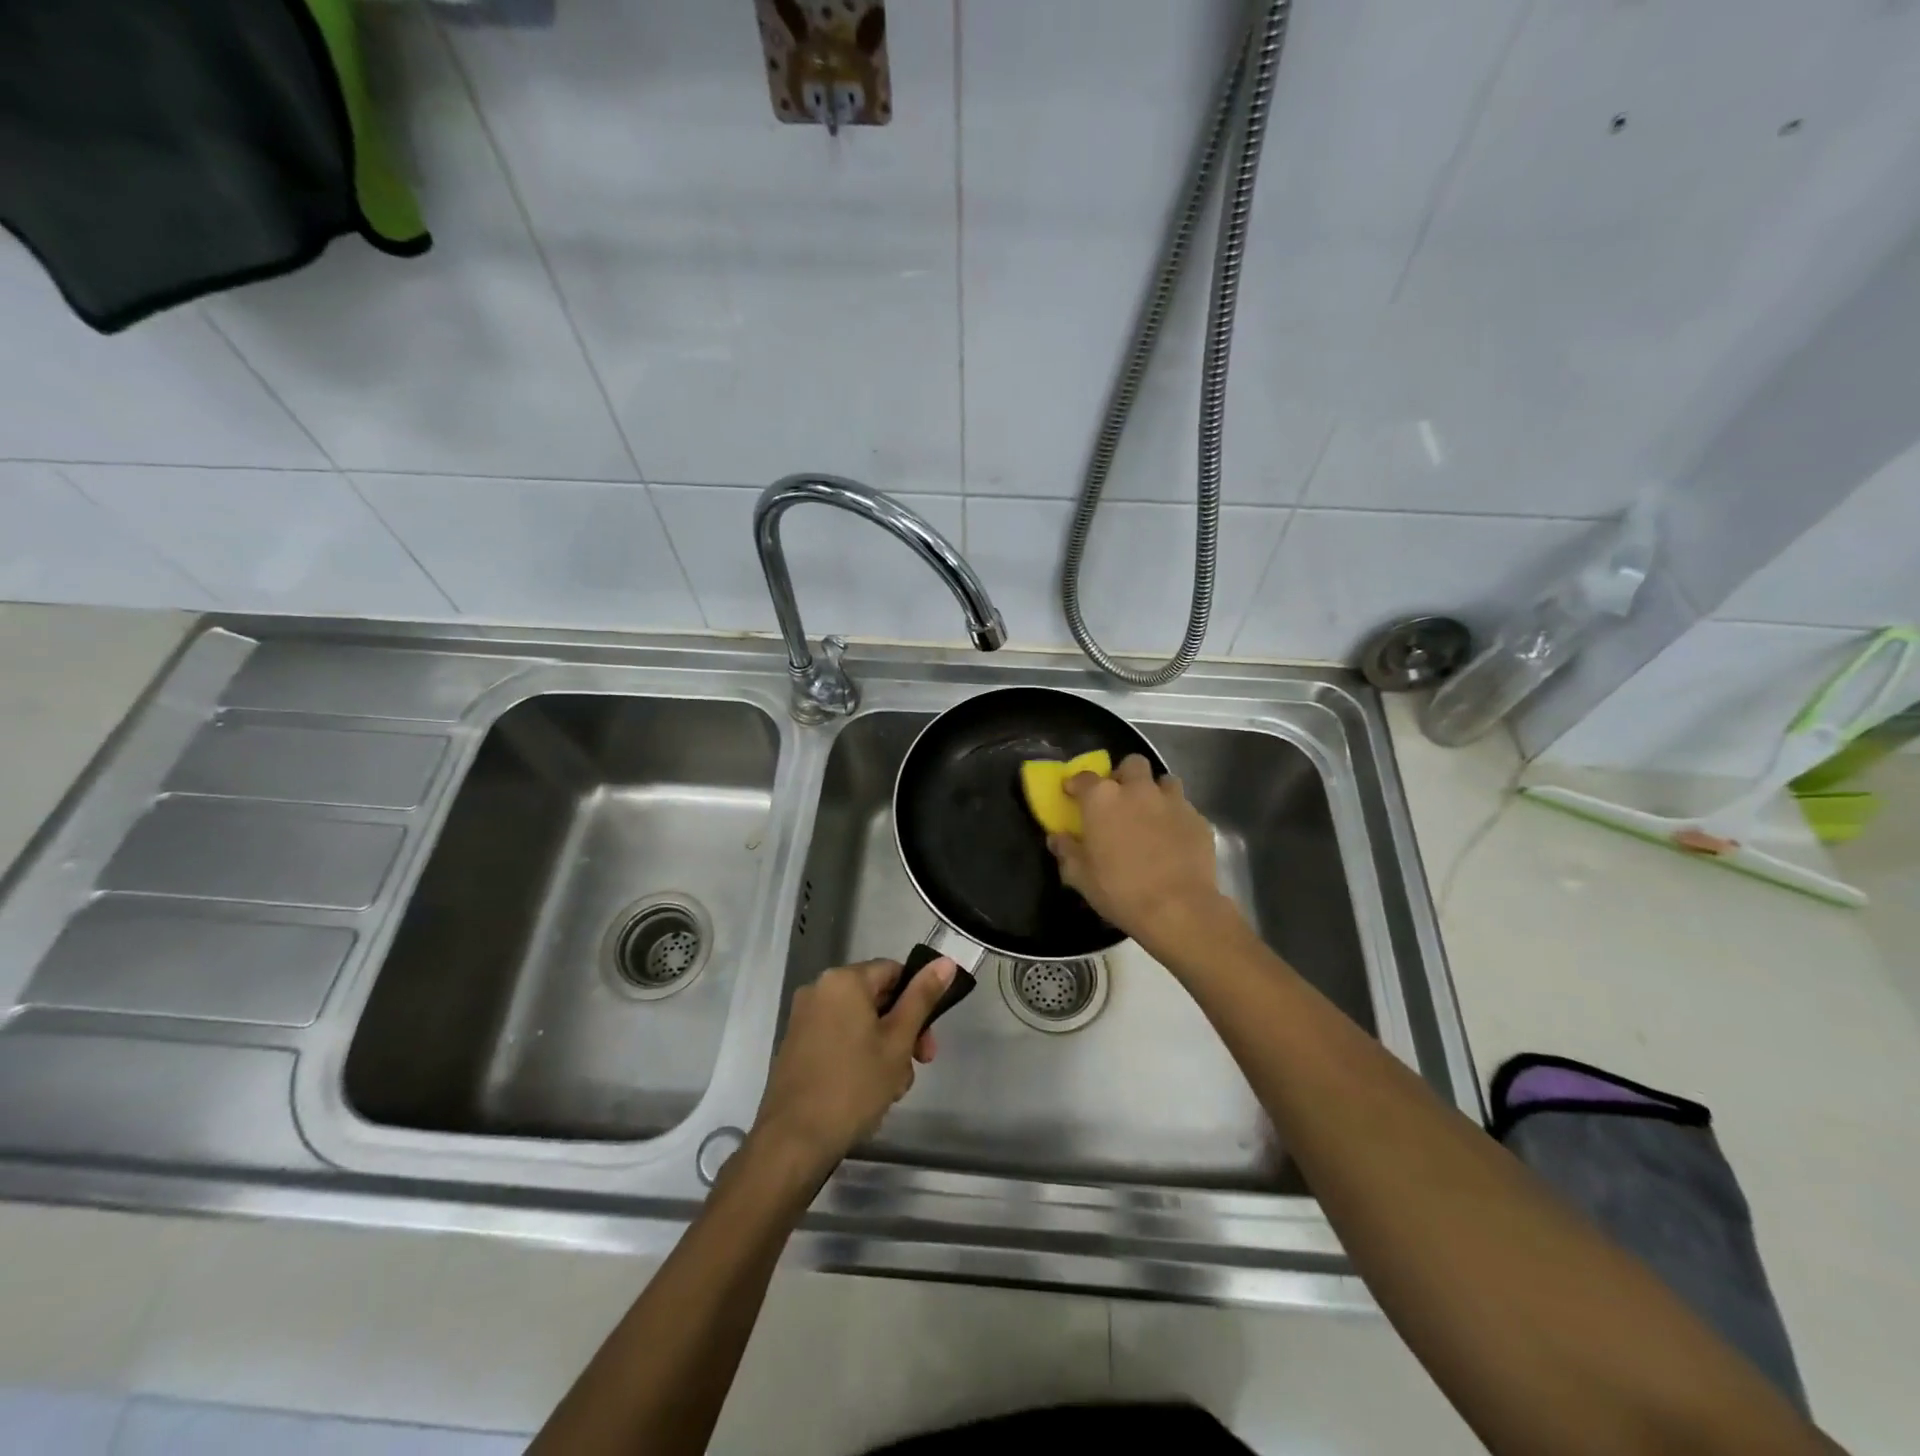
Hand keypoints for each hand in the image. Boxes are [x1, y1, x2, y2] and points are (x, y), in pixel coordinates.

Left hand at [755, 957, 954, 1175]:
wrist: (794, 1140)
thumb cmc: (854, 1086)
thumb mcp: (898, 1041)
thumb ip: (922, 998)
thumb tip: (945, 961)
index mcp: (844, 980)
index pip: (893, 972)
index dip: (917, 1000)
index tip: (927, 1039)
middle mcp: (819, 989)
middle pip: (875, 998)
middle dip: (902, 1031)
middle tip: (917, 1066)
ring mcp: (804, 1017)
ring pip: (859, 1022)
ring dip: (882, 1049)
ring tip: (891, 1090)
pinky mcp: (796, 1044)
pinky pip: (838, 1037)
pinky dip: (857, 1055)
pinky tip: (867, 1091)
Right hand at [1048, 753, 1230, 954]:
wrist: (1178, 909)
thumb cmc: (1120, 890)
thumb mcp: (1080, 877)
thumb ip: (1067, 851)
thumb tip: (1057, 838)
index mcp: (1103, 798)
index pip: (1084, 777)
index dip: (1076, 785)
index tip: (1072, 795)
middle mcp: (1138, 790)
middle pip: (1132, 764)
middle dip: (1125, 776)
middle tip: (1120, 800)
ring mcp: (1172, 801)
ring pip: (1165, 781)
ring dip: (1155, 791)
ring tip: (1151, 814)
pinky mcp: (1198, 819)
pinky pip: (1185, 808)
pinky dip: (1176, 817)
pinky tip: (1174, 839)